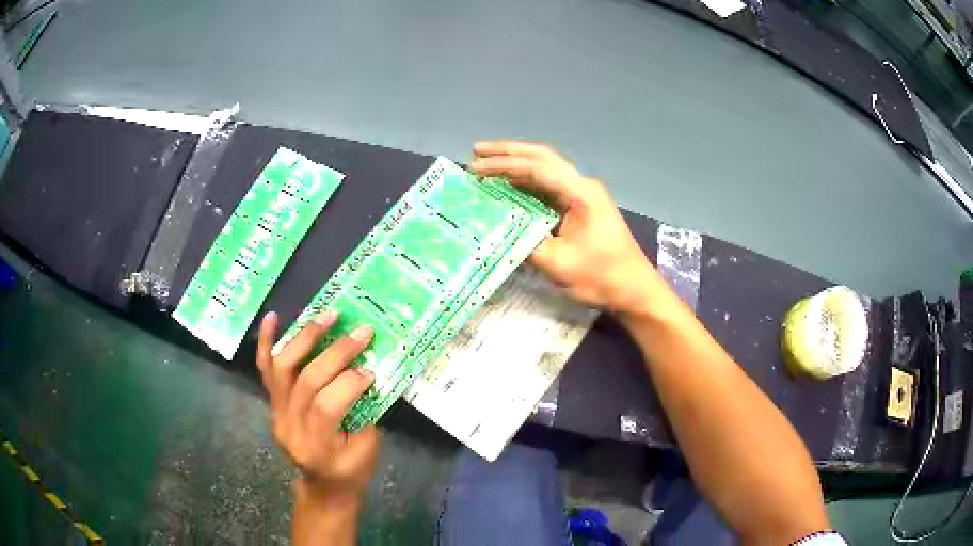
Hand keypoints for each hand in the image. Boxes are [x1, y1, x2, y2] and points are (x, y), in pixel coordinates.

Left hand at [256, 310, 377, 508]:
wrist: (322, 485)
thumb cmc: (350, 472)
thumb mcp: (367, 451)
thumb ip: (365, 412)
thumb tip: (368, 369)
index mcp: (316, 446)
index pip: (325, 406)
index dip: (349, 383)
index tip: (372, 369)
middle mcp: (289, 426)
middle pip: (306, 381)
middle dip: (336, 353)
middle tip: (362, 332)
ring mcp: (276, 412)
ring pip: (283, 367)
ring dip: (306, 337)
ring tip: (329, 316)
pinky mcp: (271, 402)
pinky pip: (264, 369)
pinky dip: (266, 341)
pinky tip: (272, 317)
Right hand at [471, 141, 666, 312]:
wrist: (633, 289)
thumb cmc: (601, 277)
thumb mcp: (558, 264)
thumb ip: (524, 244)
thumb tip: (494, 231)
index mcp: (581, 193)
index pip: (537, 168)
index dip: (503, 165)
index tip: (475, 168)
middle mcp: (582, 186)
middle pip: (542, 158)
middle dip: (508, 152)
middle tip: (477, 151)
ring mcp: (583, 195)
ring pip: (545, 170)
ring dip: (516, 165)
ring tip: (486, 164)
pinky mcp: (580, 208)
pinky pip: (549, 188)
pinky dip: (526, 184)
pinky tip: (508, 187)